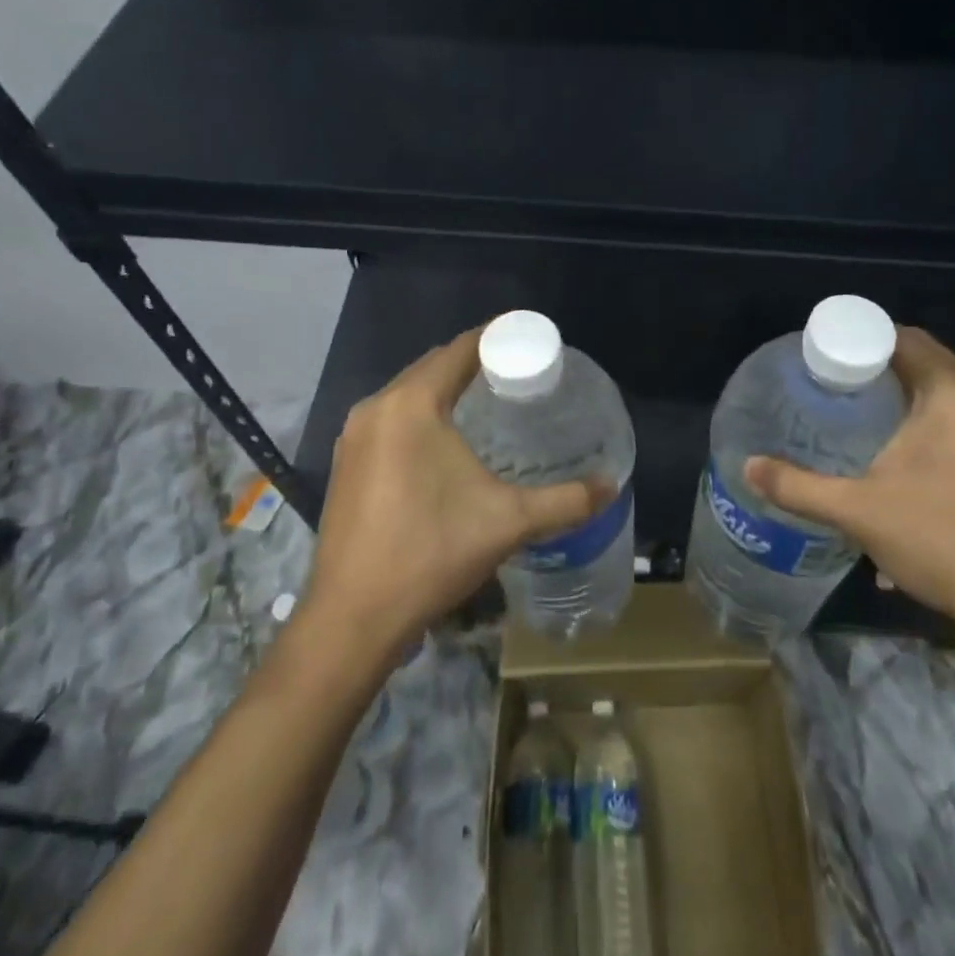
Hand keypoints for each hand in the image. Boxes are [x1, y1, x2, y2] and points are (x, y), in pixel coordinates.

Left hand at [301, 326, 607, 666]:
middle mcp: (376, 408)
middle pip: (431, 367)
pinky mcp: (344, 466)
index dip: (495, 337)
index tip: (528, 338)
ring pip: (406, 394)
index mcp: (411, 404)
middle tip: (515, 372)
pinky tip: (443, 442)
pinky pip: (389, 420)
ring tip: (486, 401)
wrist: (353, 618)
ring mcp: (352, 438)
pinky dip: (419, 416)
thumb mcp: (509, 522)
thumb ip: (566, 500)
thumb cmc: (431, 552)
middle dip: (471, 362)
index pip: (459, 350)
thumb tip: (610, 486)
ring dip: (442, 389)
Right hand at [744, 326, 954, 642]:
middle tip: (819, 383)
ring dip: (889, 400)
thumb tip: (747, 467)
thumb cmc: (947, 538)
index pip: (901, 336)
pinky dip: (910, 425)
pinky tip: (880, 458)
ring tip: (841, 415)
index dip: (856, 337)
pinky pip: (945, 423)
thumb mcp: (859, 511)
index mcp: (952, 393)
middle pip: (916, 363)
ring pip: (931, 396)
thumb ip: (798, 486)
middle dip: (867, 369)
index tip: (815, 352)